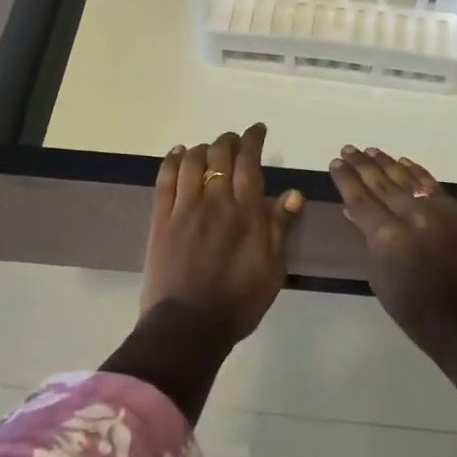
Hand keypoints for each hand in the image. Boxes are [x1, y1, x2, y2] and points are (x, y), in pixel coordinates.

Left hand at [142, 124, 302, 339]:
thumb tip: (294, 193)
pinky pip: (164, 179)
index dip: (253, 140)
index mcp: (246, 211)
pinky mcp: (161, 219)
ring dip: (203, 148)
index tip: (257, 130)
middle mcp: (216, 200)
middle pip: (220, 154)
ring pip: (192, 161)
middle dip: (229, 140)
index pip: (249, 161)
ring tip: (209, 148)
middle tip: (234, 140)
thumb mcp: (273, 269)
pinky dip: (172, 160)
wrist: (188, 326)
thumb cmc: (239, 301)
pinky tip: (178, 153)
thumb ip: (280, 227)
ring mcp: (185, 208)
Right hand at [328, 146, 456, 362]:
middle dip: (362, 165)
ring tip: (370, 151)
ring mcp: (439, 210)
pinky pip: (432, 185)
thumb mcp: (380, 279)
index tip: (335, 163)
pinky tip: (403, 162)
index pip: (359, 199)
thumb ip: (367, 241)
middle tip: (347, 149)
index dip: (346, 180)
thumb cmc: (416, 312)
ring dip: (387, 163)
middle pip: (381, 183)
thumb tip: (353, 212)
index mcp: (387, 237)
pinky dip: (416, 172)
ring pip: (407, 178)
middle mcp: (412, 215)